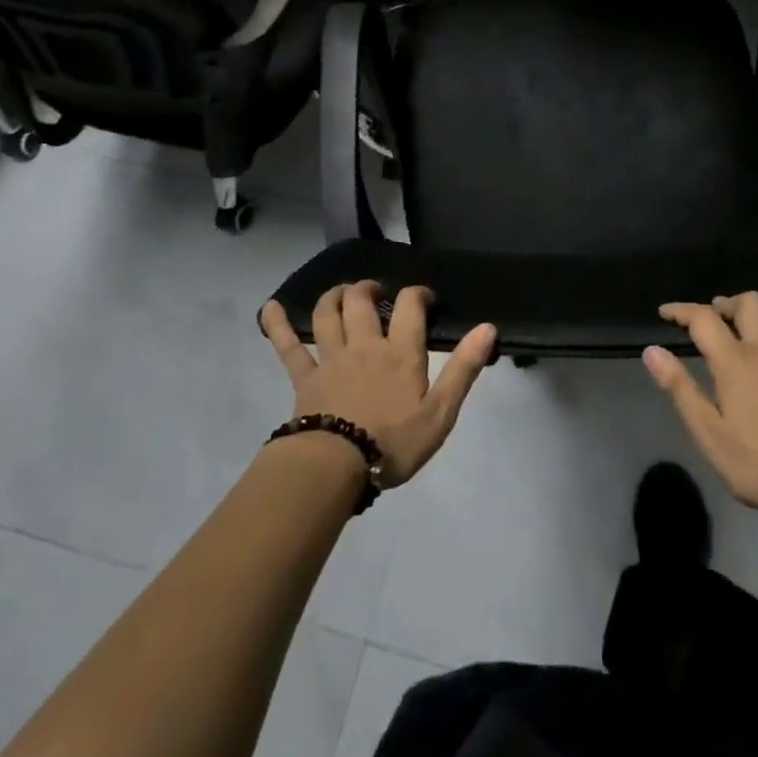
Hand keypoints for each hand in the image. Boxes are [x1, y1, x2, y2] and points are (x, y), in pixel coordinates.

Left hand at [259, 282, 495, 487]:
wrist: (334, 468)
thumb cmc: (393, 443)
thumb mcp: (441, 412)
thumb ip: (464, 368)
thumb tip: (488, 327)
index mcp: (400, 352)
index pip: (410, 305)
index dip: (418, 293)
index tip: (425, 297)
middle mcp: (365, 345)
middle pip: (362, 300)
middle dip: (370, 288)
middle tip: (378, 292)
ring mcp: (331, 359)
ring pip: (327, 314)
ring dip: (334, 296)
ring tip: (343, 292)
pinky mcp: (304, 379)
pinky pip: (287, 347)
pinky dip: (276, 325)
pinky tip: (268, 308)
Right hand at [646, 293, 757, 519]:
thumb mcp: (709, 434)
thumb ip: (680, 389)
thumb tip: (652, 351)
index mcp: (735, 362)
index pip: (703, 319)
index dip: (682, 310)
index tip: (667, 312)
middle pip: (748, 302)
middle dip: (728, 304)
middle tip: (718, 320)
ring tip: (757, 321)